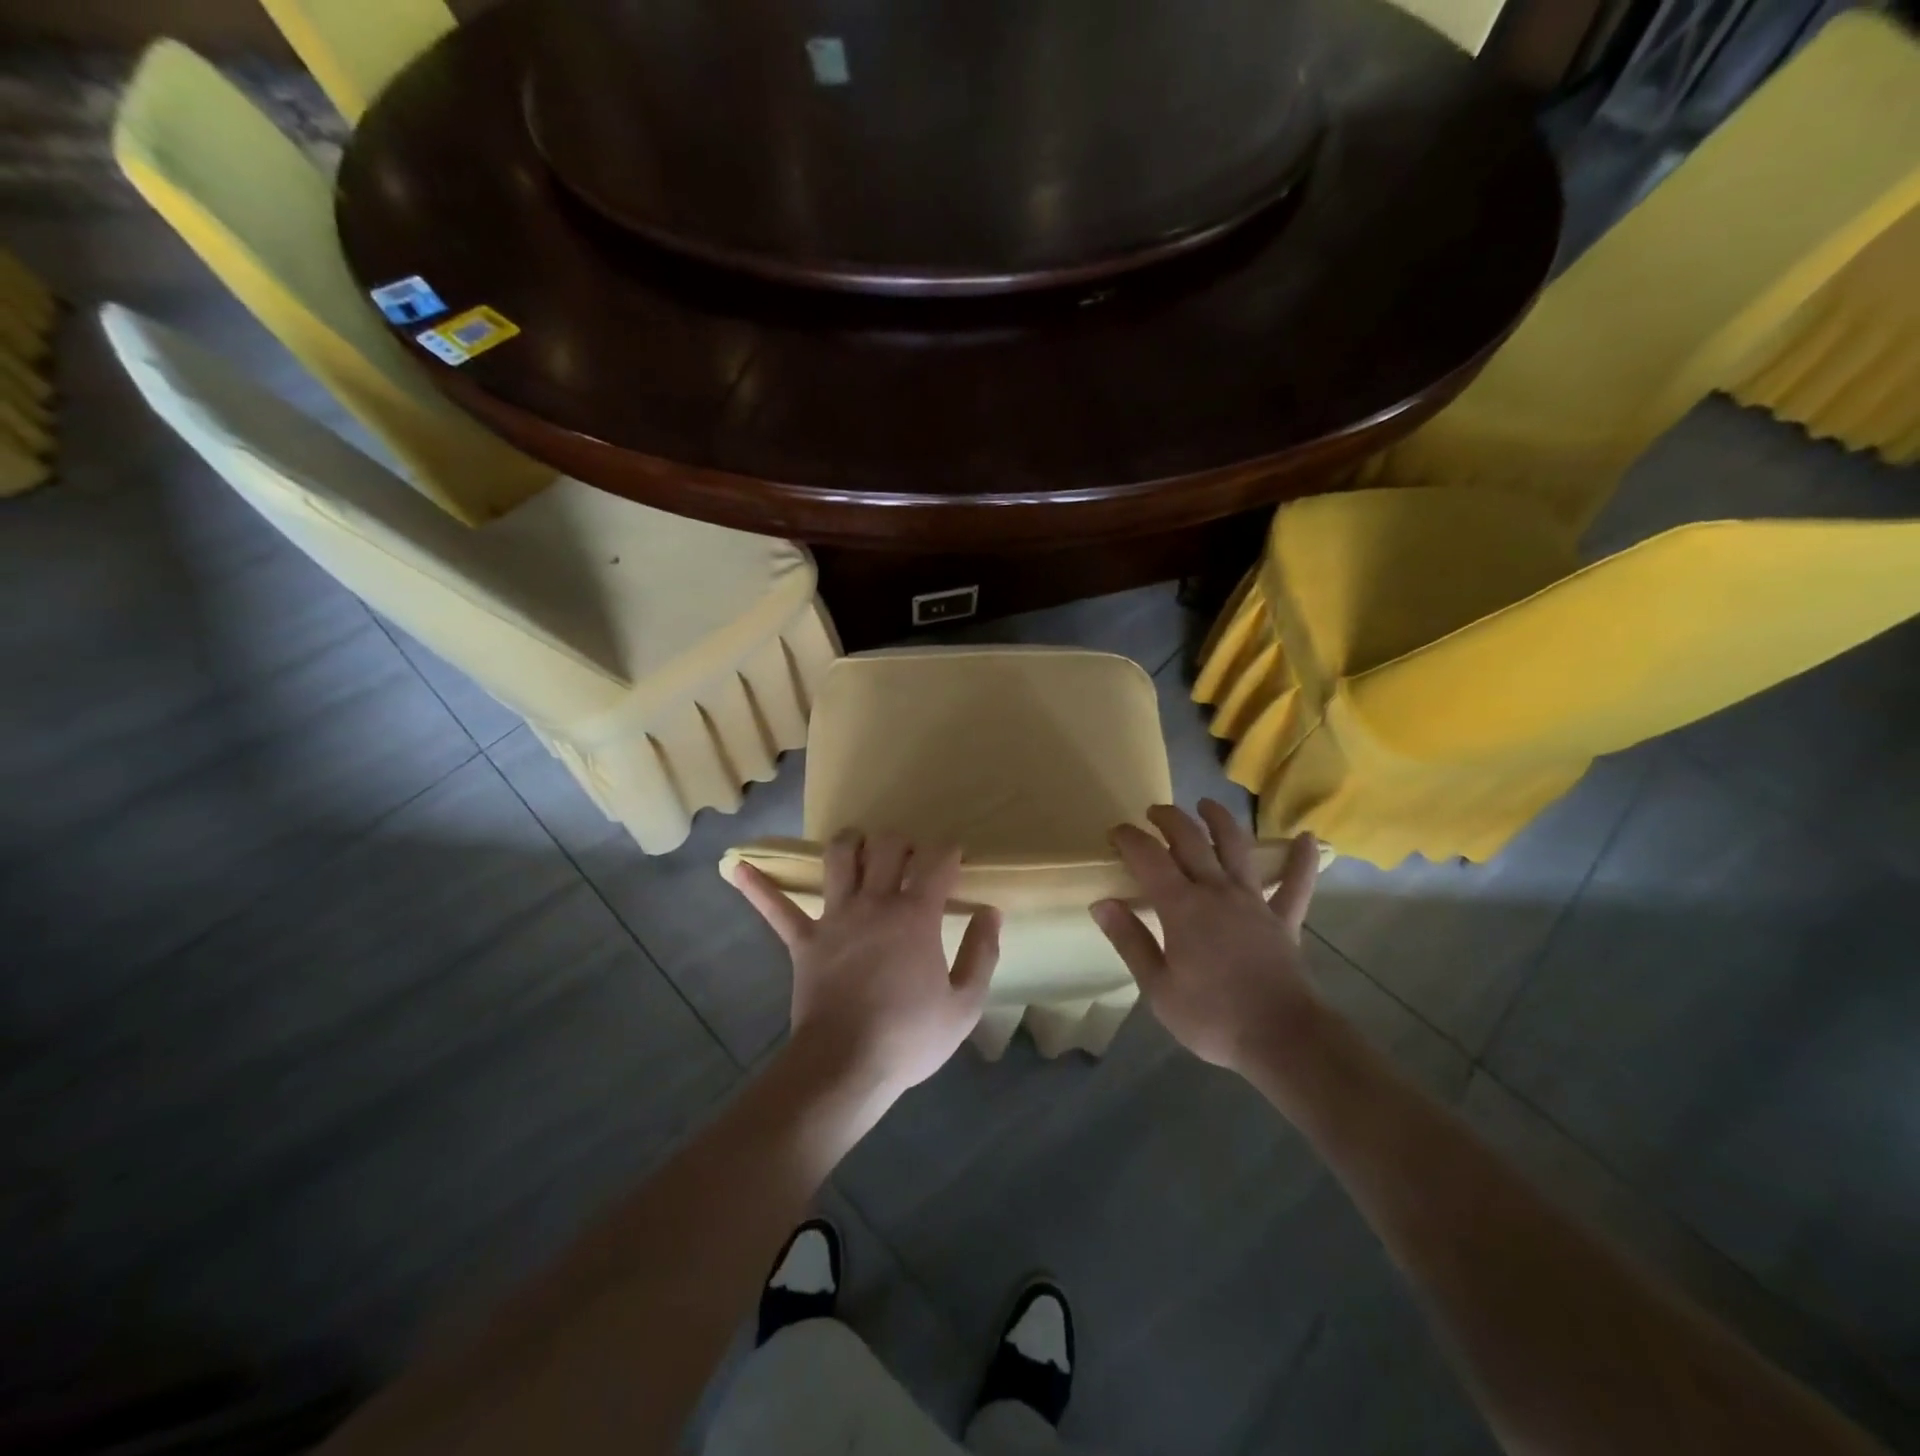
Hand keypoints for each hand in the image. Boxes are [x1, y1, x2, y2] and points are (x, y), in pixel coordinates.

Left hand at [730, 831, 1000, 1097]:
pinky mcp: (803, 941)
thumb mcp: (964, 1004)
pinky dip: (758, 888)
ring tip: (858, 844)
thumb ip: (982, 953)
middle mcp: (875, 903)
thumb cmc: (910, 1036)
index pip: (937, 862)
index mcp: (916, 915)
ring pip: (837, 859)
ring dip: (848, 843)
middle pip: (887, 846)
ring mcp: (835, 918)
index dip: (950, 852)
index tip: (956, 859)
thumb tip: (991, 913)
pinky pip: (776, 909)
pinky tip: (736, 866)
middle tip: (910, 858)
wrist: (846, 1066)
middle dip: (902, 841)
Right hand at [1090, 800, 1323, 1075]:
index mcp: (1182, 907)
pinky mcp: (1284, 920)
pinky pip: (1296, 885)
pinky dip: (1301, 861)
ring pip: (1237, 848)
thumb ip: (1130, 941)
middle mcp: (1217, 892)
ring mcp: (1254, 902)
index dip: (1130, 838)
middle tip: (1154, 812)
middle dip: (1169, 819)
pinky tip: (1307, 837)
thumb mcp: (1157, 988)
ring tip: (1207, 804)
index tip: (1116, 832)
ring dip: (1221, 821)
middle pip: (1191, 841)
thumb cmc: (1212, 1017)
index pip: (1149, 858)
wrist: (1281, 1039)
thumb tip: (1101, 903)